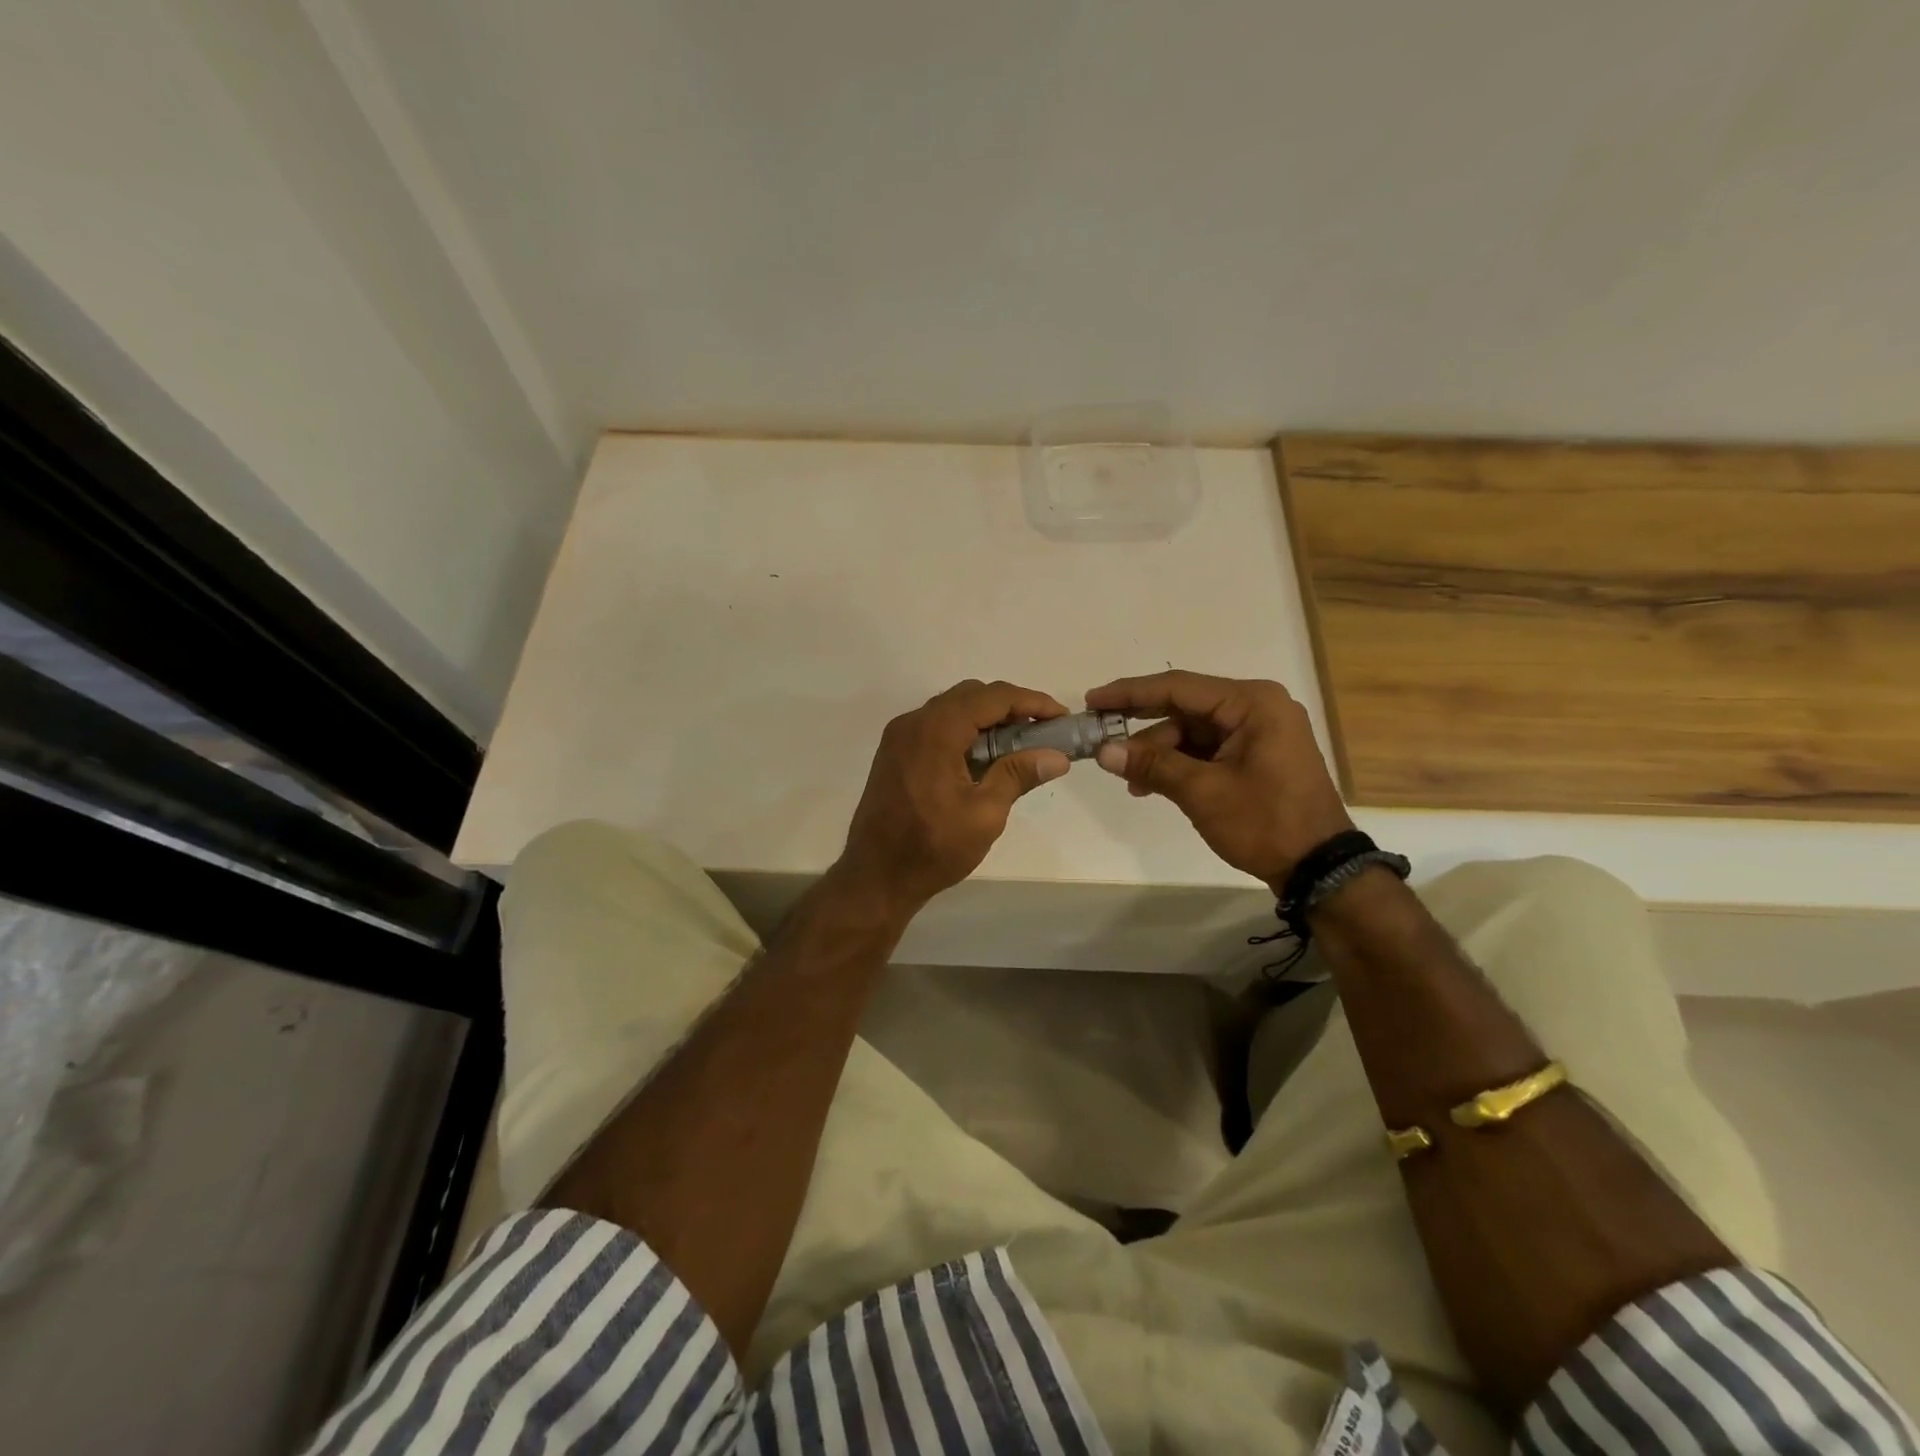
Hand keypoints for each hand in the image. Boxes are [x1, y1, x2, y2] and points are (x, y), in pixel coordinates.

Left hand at [838, 680, 1071, 918]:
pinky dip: (965, 731)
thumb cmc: (932, 848)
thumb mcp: (984, 814)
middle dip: (1011, 707)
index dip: (1032, 703)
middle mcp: (914, 722)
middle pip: (971, 696)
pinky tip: (985, 757)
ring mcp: (900, 736)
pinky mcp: (895, 752)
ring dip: (988, 719)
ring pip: (953, 709)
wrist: (875, 876)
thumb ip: (1018, 775)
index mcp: (936, 731)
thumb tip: (1057, 756)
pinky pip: (936, 726)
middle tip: (1043, 732)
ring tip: (1020, 745)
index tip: (1061, 717)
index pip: (992, 697)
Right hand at [1086, 670, 1353, 890]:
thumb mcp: (1202, 792)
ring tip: (1131, 781)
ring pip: (1193, 732)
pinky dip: (1180, 764)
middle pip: (1185, 709)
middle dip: (1143, 730)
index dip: (1130, 694)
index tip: (1092, 700)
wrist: (1320, 868)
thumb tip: (1103, 751)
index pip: (1178, 687)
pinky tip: (1152, 784)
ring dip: (1160, 754)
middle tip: (1102, 741)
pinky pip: (1207, 749)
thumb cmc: (1265, 822)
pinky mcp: (1257, 755)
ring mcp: (1259, 732)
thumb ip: (1152, 765)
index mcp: (1252, 703)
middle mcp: (1257, 707)